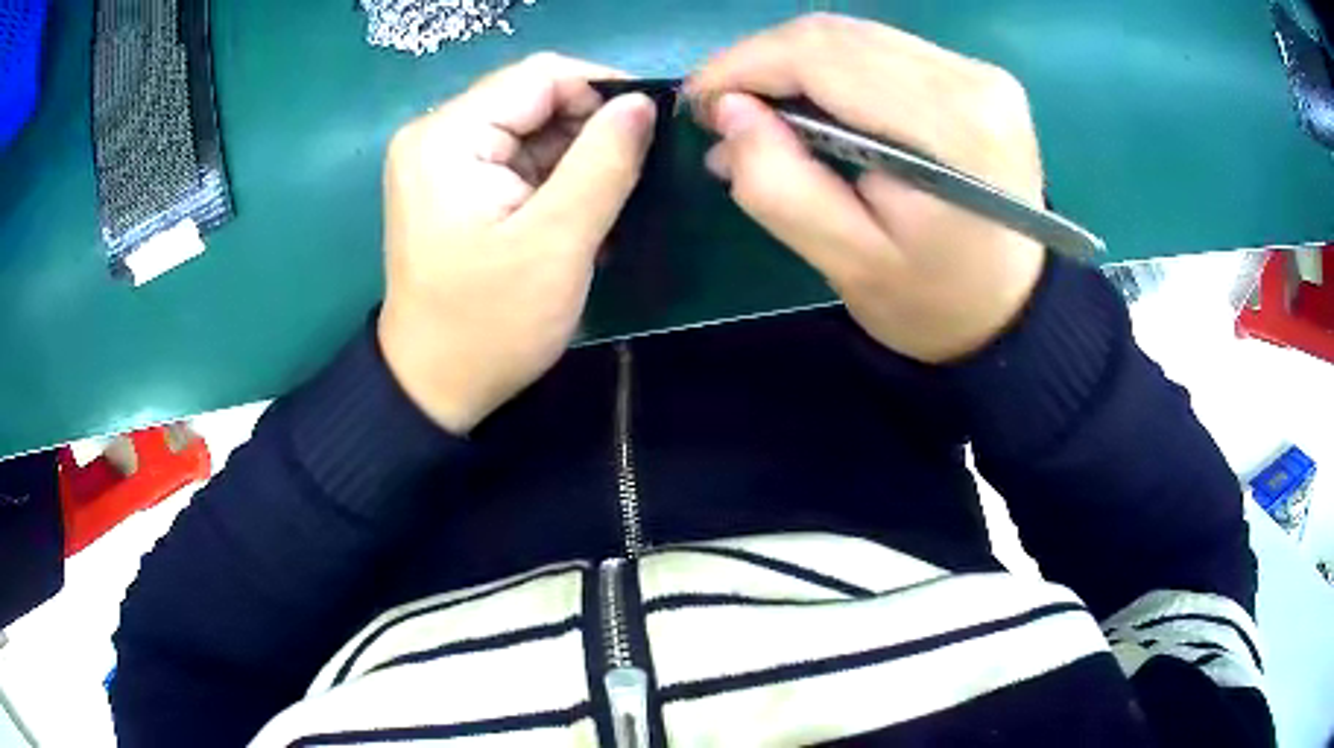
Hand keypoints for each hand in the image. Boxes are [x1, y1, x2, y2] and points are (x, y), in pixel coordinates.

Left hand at [378, 54, 656, 432]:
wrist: (435, 387)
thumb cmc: (489, 324)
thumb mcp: (557, 242)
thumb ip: (605, 162)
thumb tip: (643, 103)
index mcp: (448, 136)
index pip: (540, 76)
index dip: (603, 90)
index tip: (654, 127)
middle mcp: (437, 134)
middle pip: (534, 99)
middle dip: (592, 130)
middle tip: (637, 174)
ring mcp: (443, 159)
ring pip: (532, 129)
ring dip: (579, 158)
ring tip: (613, 202)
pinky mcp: (454, 185)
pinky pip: (519, 158)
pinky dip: (556, 179)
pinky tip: (581, 213)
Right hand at [689, 14, 1046, 363]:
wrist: (1014, 310)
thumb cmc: (935, 302)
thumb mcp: (848, 264)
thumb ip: (779, 185)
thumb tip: (730, 111)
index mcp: (951, 127)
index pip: (823, 56)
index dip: (743, 66)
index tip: (698, 101)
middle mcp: (972, 80)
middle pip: (837, 35)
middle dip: (762, 62)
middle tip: (723, 111)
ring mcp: (979, 72)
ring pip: (855, 35)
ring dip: (794, 64)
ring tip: (760, 112)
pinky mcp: (977, 76)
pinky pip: (882, 49)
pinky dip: (832, 68)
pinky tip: (813, 105)